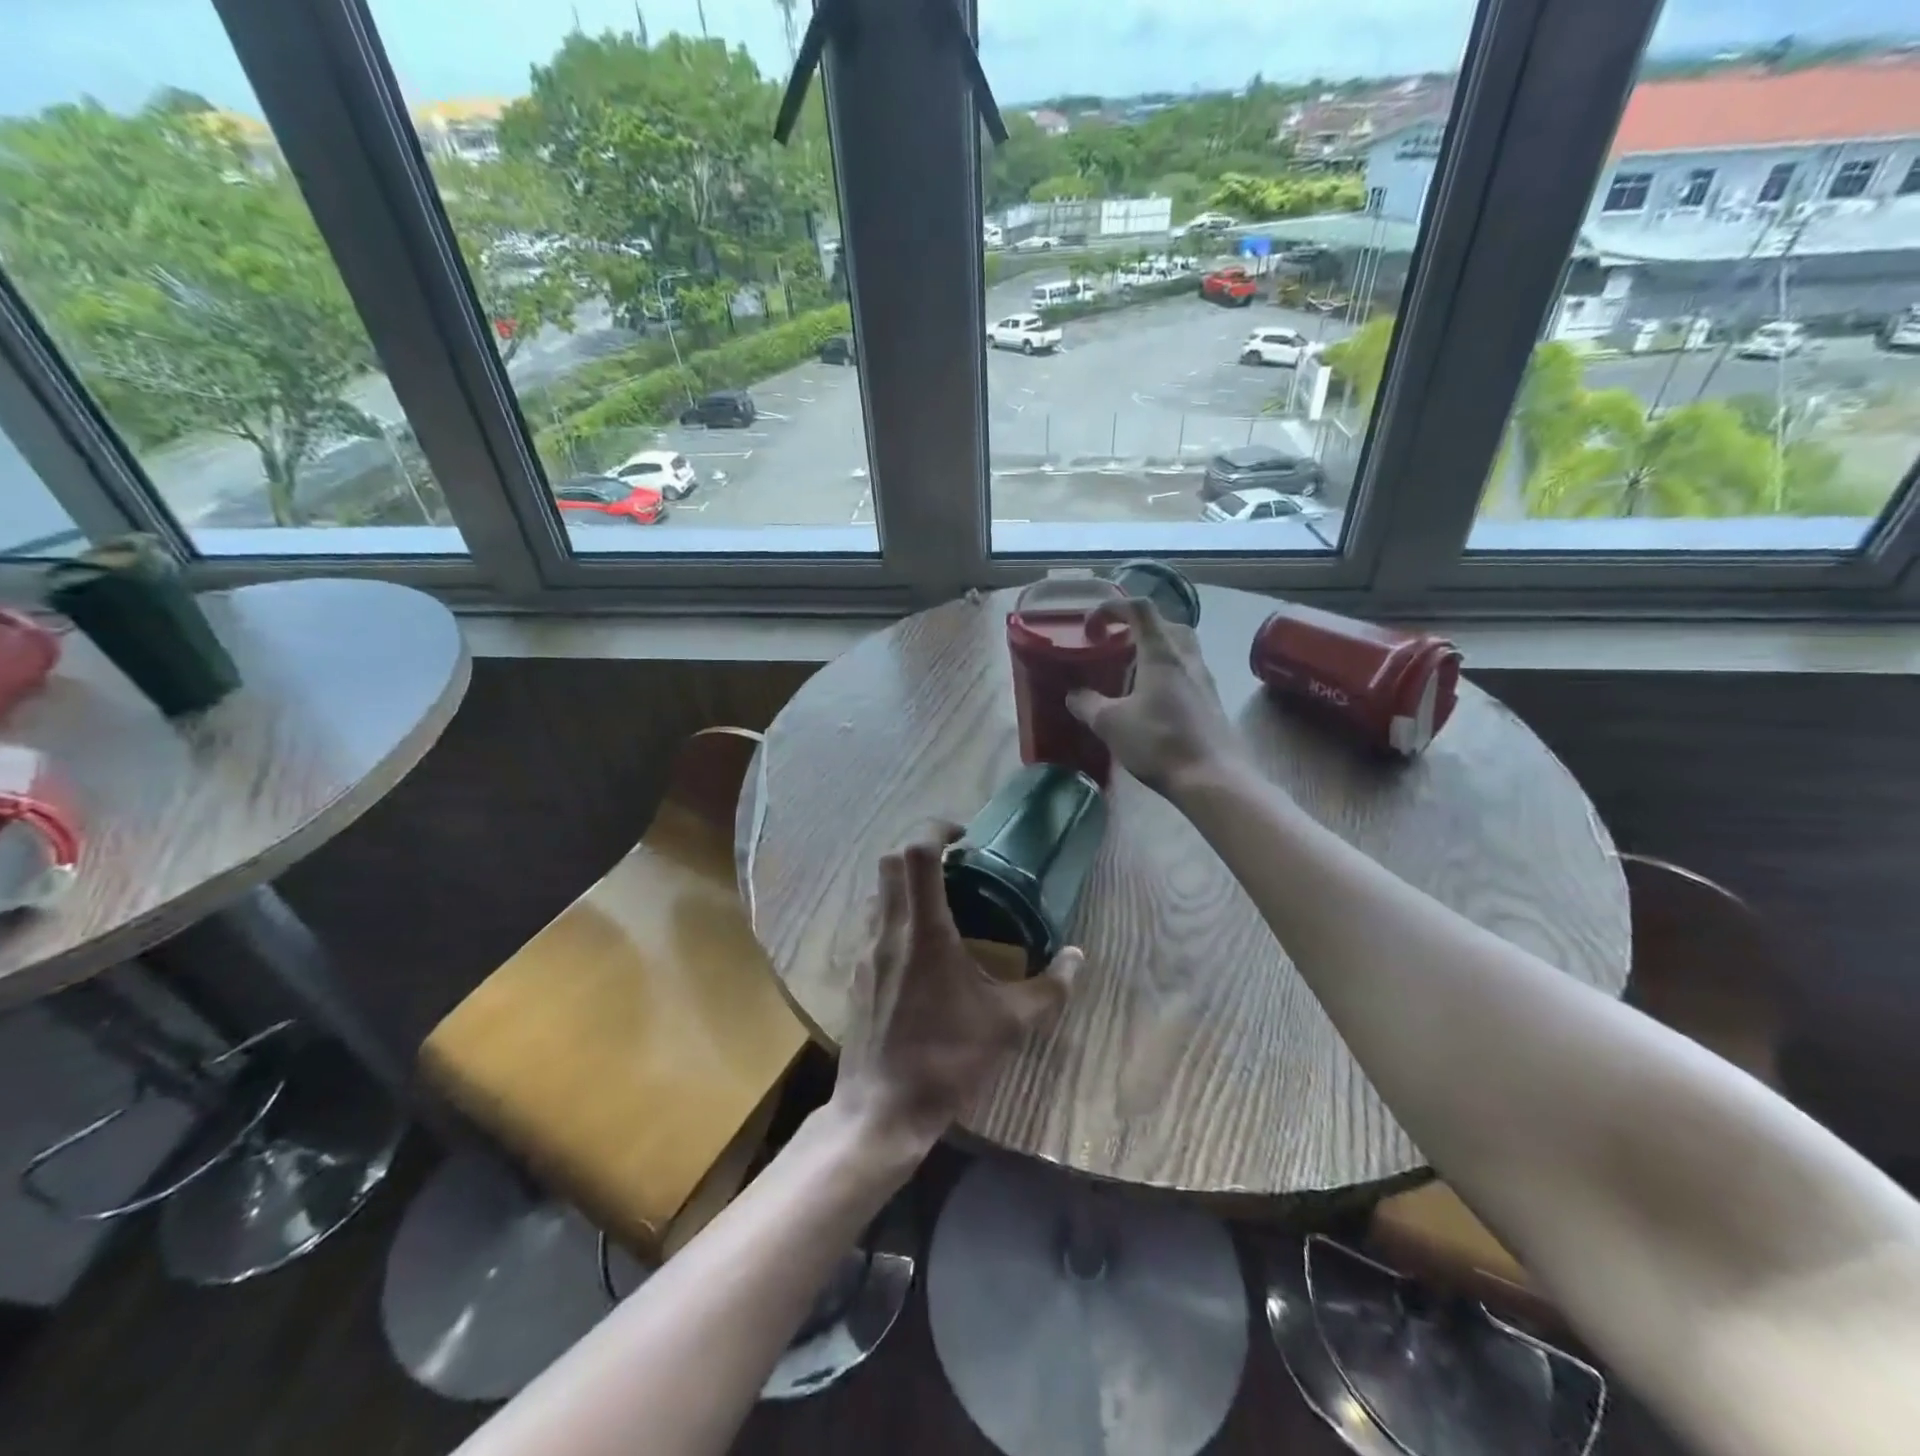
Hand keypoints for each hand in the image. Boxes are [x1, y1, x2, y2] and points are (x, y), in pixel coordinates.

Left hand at [832, 827, 1081, 1152]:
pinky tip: (922, 948)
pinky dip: (895, 914)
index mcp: (924, 931)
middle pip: (890, 861)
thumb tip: (1077, 957)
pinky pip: (873, 923)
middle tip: (956, 863)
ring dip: (905, 882)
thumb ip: (1050, 987)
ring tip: (942, 901)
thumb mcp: (1009, 1024)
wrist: (882, 1109)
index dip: (937, 829)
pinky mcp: (856, 973)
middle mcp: (889, 930)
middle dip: (920, 849)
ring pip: (877, 891)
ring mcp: (866, 951)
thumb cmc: (947, 1060)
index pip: (916, 853)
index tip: (965, 837)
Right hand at [1066, 598, 1243, 798]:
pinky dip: (1166, 673)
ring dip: (1154, 651)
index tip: (1091, 626)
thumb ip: (1087, 704)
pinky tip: (1151, 700)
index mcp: (1161, 653)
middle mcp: (1187, 658)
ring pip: (1180, 648)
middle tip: (1115, 646)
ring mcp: (1204, 679)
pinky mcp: (1211, 701)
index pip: (1140, 609)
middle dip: (1137, 627)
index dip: (1113, 608)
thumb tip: (1074, 694)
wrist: (1212, 778)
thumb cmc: (1159, 742)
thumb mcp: (1110, 724)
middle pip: (1166, 624)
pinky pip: (1187, 672)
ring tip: (1130, 673)